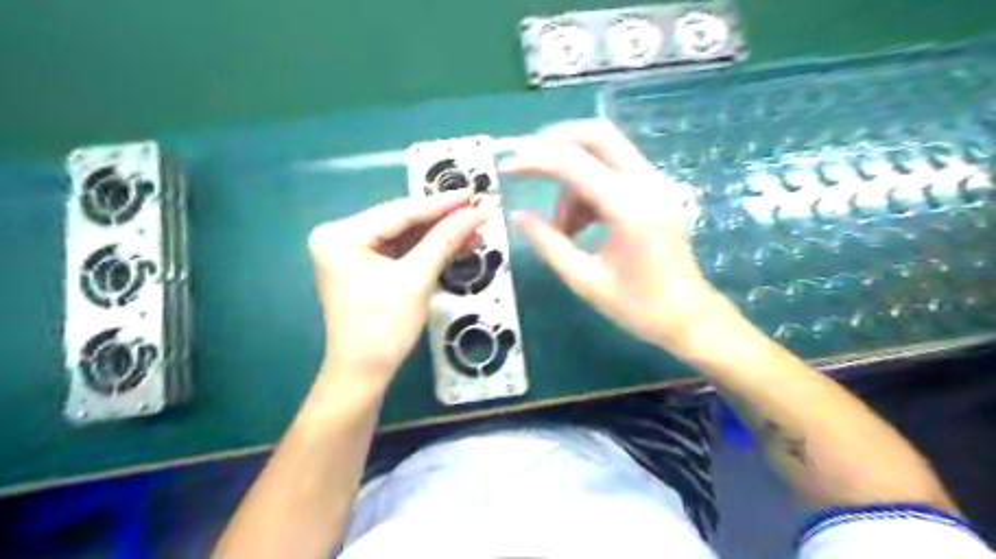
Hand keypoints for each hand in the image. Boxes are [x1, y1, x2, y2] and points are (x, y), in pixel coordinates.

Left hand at [309, 190, 485, 386]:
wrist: (364, 374)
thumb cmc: (384, 328)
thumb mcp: (416, 280)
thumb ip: (445, 241)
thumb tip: (478, 212)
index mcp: (341, 235)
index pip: (400, 213)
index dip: (442, 204)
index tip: (474, 194)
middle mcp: (341, 236)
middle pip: (402, 222)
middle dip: (443, 220)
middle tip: (479, 209)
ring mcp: (353, 252)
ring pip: (405, 237)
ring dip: (440, 235)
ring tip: (476, 228)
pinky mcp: (366, 267)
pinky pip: (402, 252)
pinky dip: (429, 250)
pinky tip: (458, 244)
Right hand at [502, 121, 732, 355]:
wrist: (688, 318)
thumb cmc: (637, 307)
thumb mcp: (583, 280)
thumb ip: (548, 243)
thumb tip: (517, 216)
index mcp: (629, 210)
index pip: (575, 165)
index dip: (534, 161)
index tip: (506, 167)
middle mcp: (647, 185)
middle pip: (598, 135)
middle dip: (556, 142)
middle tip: (526, 162)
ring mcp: (656, 185)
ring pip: (605, 153)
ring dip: (573, 178)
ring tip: (563, 228)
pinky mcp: (656, 192)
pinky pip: (615, 171)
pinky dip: (589, 186)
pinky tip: (581, 224)